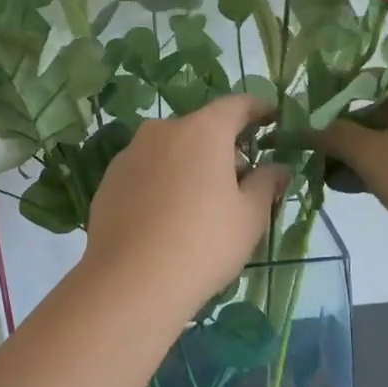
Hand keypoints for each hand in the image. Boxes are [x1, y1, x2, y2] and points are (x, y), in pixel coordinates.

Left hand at [81, 96, 289, 316]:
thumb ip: (266, 183)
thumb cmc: (204, 243)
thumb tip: (277, 167)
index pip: (237, 105)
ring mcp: (130, 154)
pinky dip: (162, 182)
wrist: (131, 281)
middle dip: (223, 146)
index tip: (272, 118)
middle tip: (241, 177)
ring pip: (170, 150)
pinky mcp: (109, 181)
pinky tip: (168, 216)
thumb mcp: (249, 216)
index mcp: (202, 130)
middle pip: (201, 128)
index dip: (258, 110)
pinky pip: (146, 171)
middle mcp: (162, 131)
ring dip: (189, 164)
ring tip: (202, 202)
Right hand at [314, 73, 387, 274]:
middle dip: (340, 135)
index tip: (302, 122)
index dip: (330, 99)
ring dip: (355, 157)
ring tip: (326, 179)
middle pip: (375, 111)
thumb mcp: (372, 154)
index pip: (365, 81)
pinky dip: (378, 171)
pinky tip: (353, 189)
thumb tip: (305, 126)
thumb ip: (334, 136)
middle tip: (310, 157)